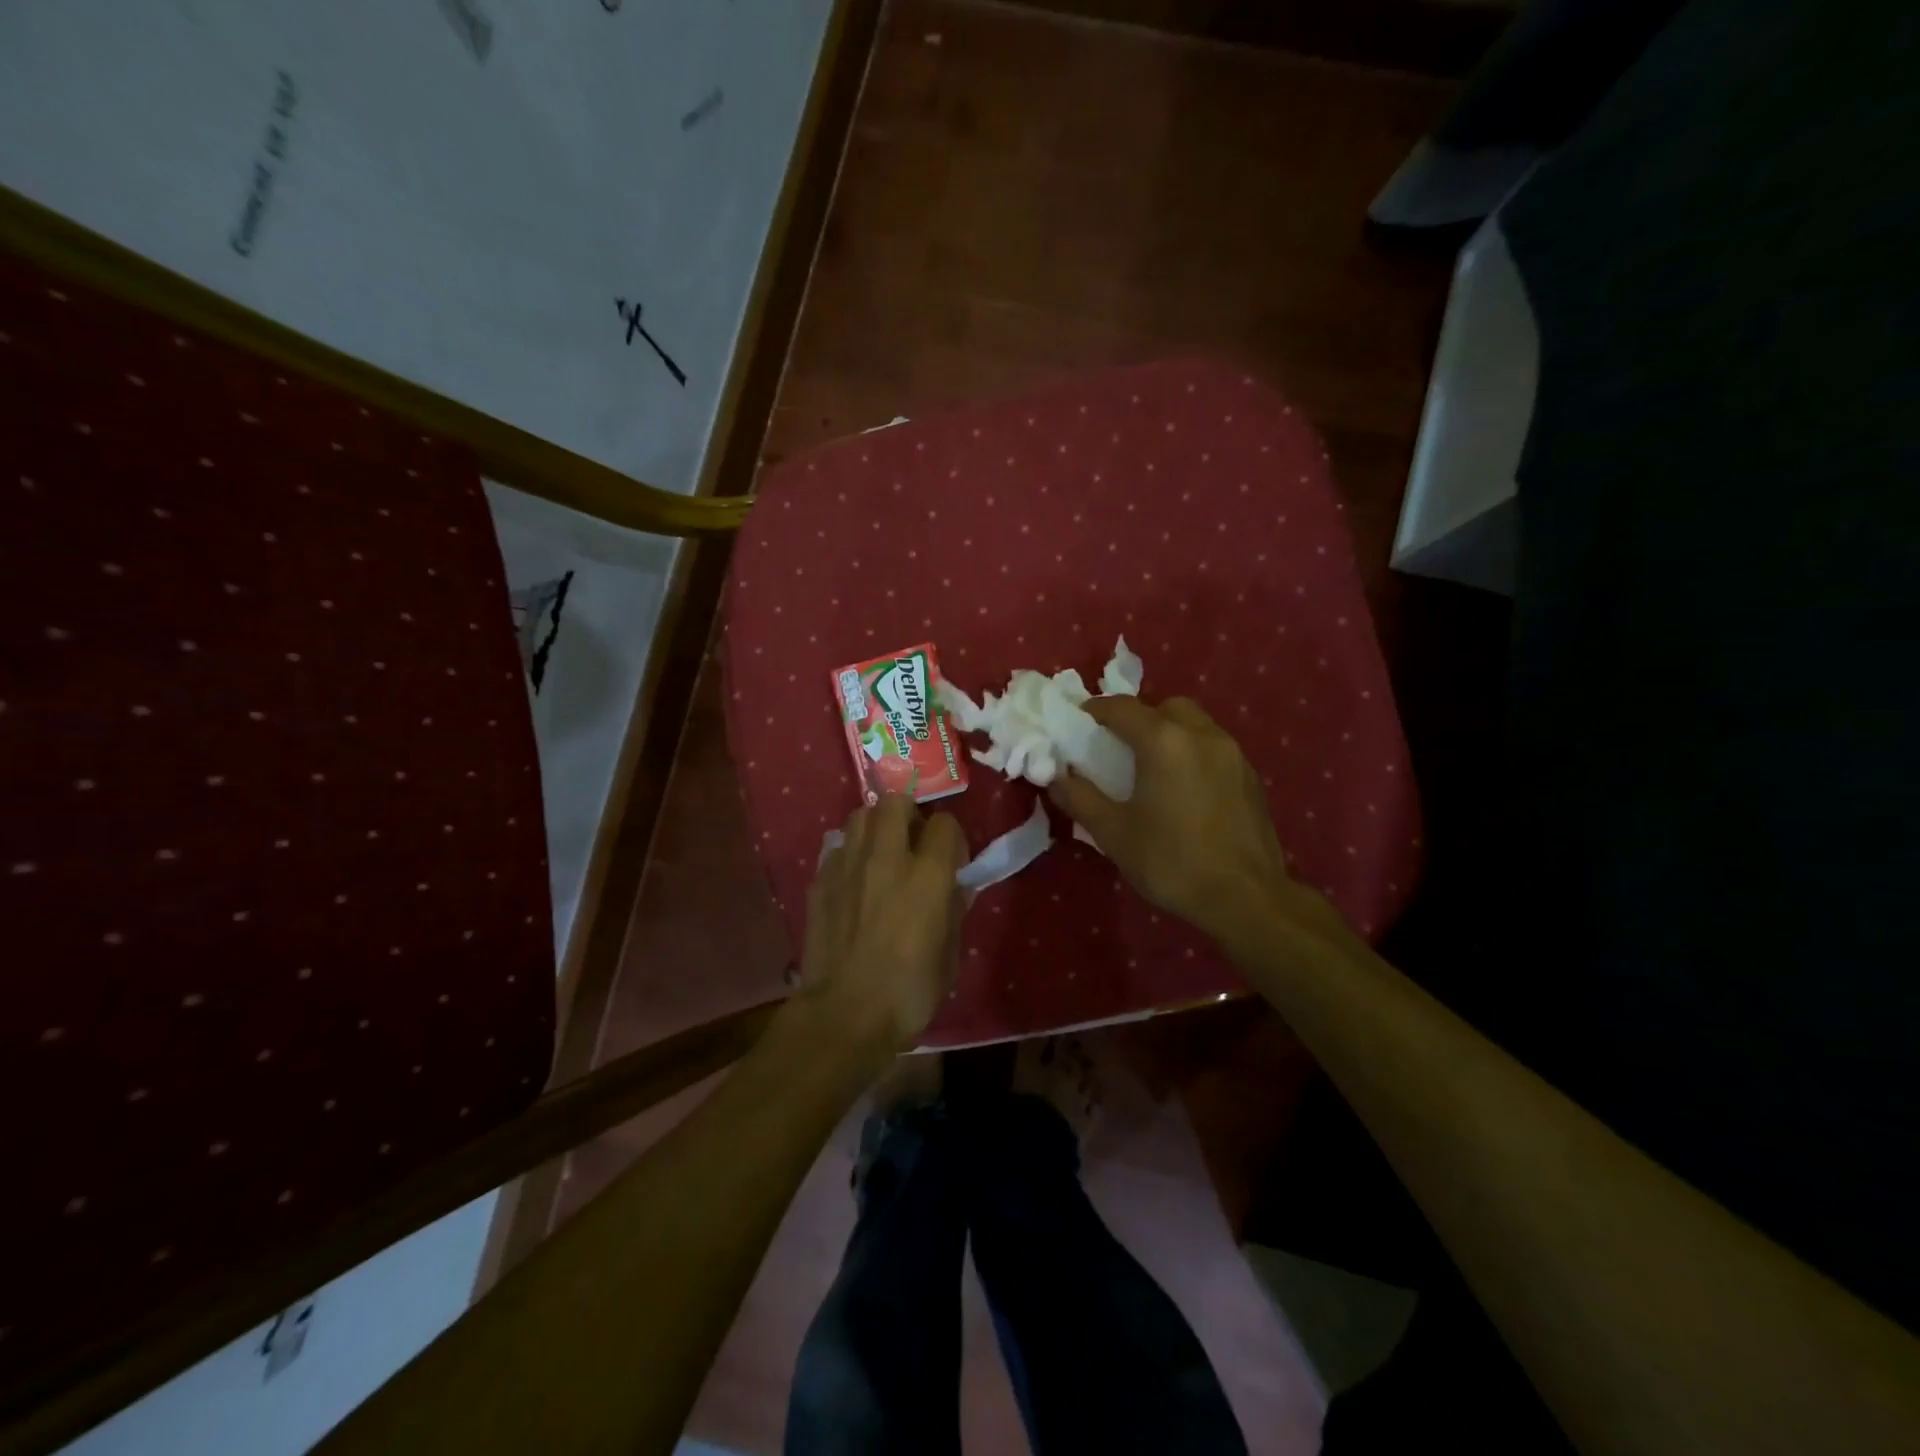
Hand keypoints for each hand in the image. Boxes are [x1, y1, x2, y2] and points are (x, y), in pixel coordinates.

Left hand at [795, 793, 967, 1057]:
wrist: (843, 1015)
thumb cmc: (908, 993)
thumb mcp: (950, 957)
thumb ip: (954, 912)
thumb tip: (956, 888)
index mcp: (927, 874)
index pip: (944, 824)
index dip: (951, 838)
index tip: (951, 860)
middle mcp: (887, 857)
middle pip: (895, 801)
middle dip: (909, 813)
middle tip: (913, 842)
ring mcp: (848, 865)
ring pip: (860, 815)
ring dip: (876, 826)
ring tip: (881, 853)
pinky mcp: (820, 880)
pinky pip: (837, 847)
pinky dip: (849, 853)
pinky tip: (854, 879)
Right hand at [1048, 696, 1302, 948]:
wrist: (1246, 898)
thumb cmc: (1171, 862)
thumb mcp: (1113, 833)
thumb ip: (1080, 798)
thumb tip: (1055, 778)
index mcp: (1164, 741)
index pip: (1121, 707)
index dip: (1095, 710)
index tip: (1078, 723)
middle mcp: (1201, 734)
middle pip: (1165, 707)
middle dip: (1138, 718)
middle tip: (1119, 746)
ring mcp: (1232, 753)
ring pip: (1194, 724)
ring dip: (1169, 733)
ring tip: (1152, 767)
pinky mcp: (1251, 776)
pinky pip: (1214, 747)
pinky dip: (1193, 752)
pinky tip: (1184, 789)